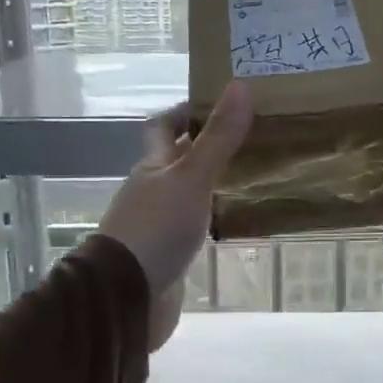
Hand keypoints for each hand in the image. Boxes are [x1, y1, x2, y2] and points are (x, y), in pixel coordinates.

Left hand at [99, 83, 251, 350]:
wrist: (128, 296)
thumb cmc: (157, 229)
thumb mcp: (191, 178)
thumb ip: (217, 138)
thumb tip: (240, 86)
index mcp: (152, 165)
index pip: (164, 127)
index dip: (187, 111)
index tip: (222, 102)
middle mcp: (152, 190)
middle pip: (179, 159)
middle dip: (209, 147)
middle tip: (252, 137)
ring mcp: (159, 223)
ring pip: (188, 193)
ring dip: (214, 183)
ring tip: (255, 175)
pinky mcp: (169, 253)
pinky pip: (195, 226)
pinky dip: (214, 217)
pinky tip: (238, 219)